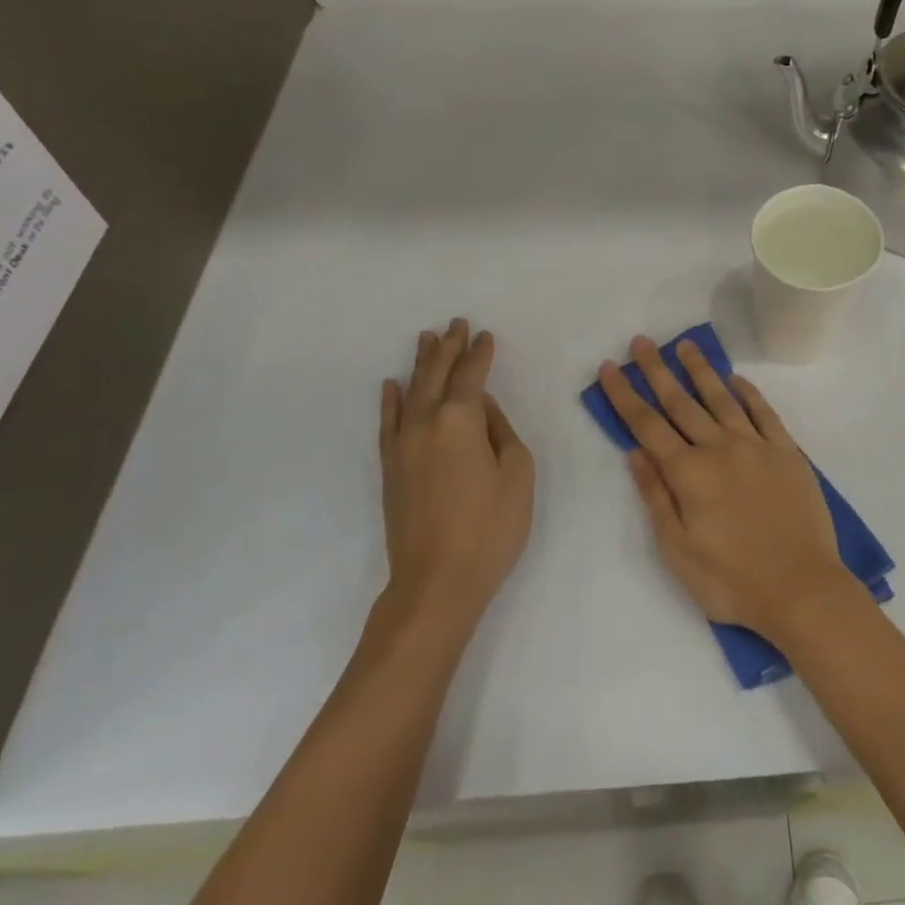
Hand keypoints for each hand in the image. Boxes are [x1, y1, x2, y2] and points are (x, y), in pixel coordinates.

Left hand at [379, 319, 533, 627]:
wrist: (437, 581)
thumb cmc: (491, 527)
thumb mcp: (517, 473)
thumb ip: (500, 431)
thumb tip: (480, 408)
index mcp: (460, 420)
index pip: (470, 375)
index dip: (479, 353)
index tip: (485, 334)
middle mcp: (425, 423)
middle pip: (436, 375)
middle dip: (448, 347)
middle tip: (456, 323)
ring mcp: (402, 446)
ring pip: (410, 392)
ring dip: (420, 364)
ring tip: (426, 338)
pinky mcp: (390, 468)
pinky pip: (387, 423)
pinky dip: (390, 400)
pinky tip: (391, 385)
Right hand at [599, 336, 851, 644]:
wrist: (802, 590)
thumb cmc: (732, 580)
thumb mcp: (678, 550)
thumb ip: (656, 496)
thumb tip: (636, 452)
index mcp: (689, 473)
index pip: (647, 425)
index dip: (625, 395)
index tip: (610, 367)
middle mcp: (720, 448)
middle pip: (681, 402)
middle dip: (657, 370)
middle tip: (642, 341)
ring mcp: (757, 447)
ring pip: (722, 399)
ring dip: (701, 370)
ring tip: (685, 345)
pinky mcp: (788, 454)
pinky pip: (765, 413)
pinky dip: (749, 393)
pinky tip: (737, 379)